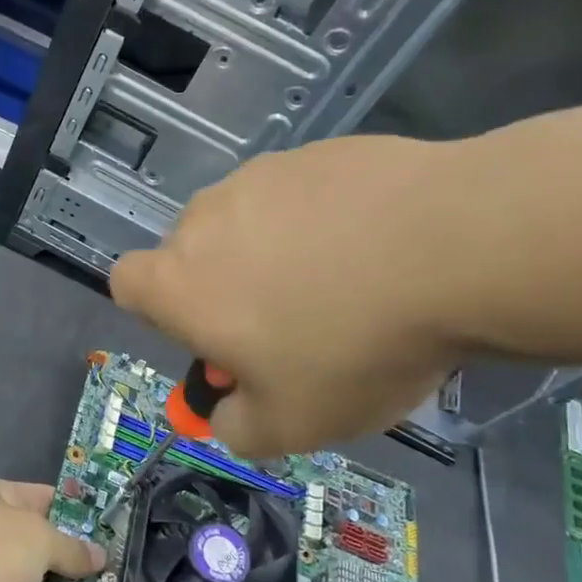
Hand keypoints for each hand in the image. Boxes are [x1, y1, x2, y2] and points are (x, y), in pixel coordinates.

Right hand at [111, 136, 464, 458]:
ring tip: (347, 279)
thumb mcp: (291, 425)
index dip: (161, 313)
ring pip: (247, 221)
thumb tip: (227, 415)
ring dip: (274, 249)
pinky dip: (322, 218)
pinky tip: (379, 243)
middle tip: (291, 322)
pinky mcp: (318, 151)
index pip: (126, 285)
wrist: (455, 248)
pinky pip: (300, 193)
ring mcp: (262, 177)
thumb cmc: (352, 347)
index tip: (213, 336)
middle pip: (192, 253)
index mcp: (181, 283)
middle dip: (225, 285)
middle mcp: (206, 220)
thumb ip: (237, 430)